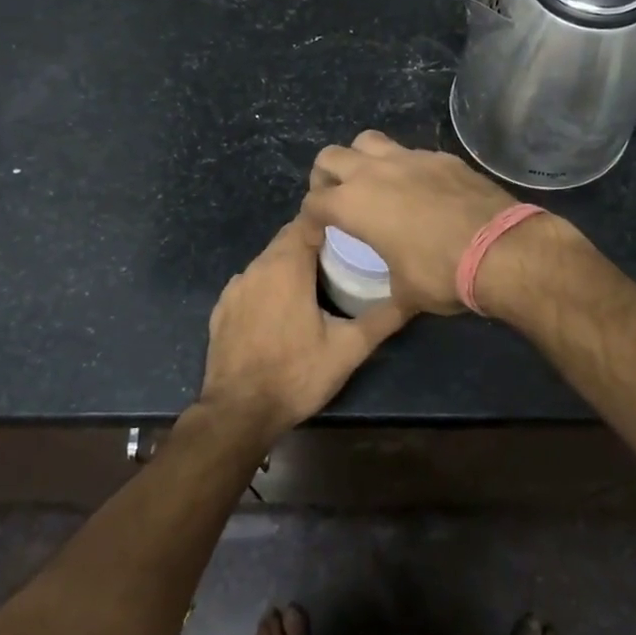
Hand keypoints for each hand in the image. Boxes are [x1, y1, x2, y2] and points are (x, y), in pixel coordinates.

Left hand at [198, 214, 409, 441]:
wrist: (238, 413)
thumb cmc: (296, 375)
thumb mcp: (348, 350)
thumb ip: (382, 319)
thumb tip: (413, 296)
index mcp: (286, 265)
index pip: (308, 221)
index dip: (331, 220)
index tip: (354, 229)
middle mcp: (256, 267)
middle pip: (288, 238)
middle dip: (314, 242)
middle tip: (344, 258)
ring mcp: (234, 288)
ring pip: (268, 261)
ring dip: (291, 264)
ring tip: (317, 283)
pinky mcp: (222, 309)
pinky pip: (251, 284)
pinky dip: (269, 286)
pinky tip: (282, 310)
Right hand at [302, 131, 517, 313]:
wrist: (501, 249)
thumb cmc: (441, 274)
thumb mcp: (405, 292)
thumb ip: (388, 285)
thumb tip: (393, 293)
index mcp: (354, 204)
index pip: (313, 203)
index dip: (308, 221)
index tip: (316, 235)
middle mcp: (375, 172)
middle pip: (330, 157)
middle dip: (325, 177)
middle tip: (336, 199)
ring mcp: (410, 158)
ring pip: (368, 141)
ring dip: (361, 159)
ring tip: (372, 183)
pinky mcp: (441, 157)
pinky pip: (410, 153)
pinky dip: (404, 167)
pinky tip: (419, 190)